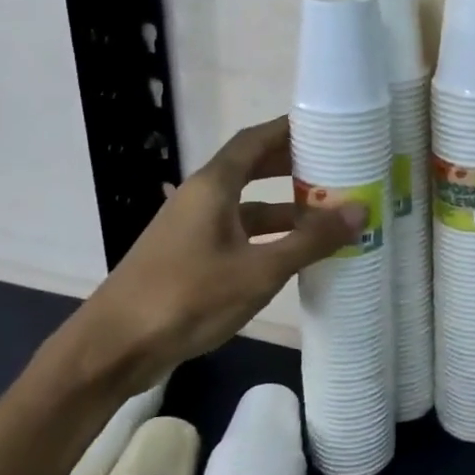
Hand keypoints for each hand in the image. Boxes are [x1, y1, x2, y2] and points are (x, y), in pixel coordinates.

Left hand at [56, 117, 363, 392]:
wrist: (114, 348)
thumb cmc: (188, 297)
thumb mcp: (259, 270)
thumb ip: (310, 241)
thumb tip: (360, 209)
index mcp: (213, 187)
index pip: (255, 140)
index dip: (288, 130)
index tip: (325, 126)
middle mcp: (200, 198)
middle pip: (250, 168)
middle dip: (292, 167)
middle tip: (334, 168)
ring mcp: (192, 229)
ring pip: (245, 206)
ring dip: (283, 208)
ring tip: (326, 215)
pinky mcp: (188, 257)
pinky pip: (236, 233)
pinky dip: (266, 236)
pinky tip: (291, 254)